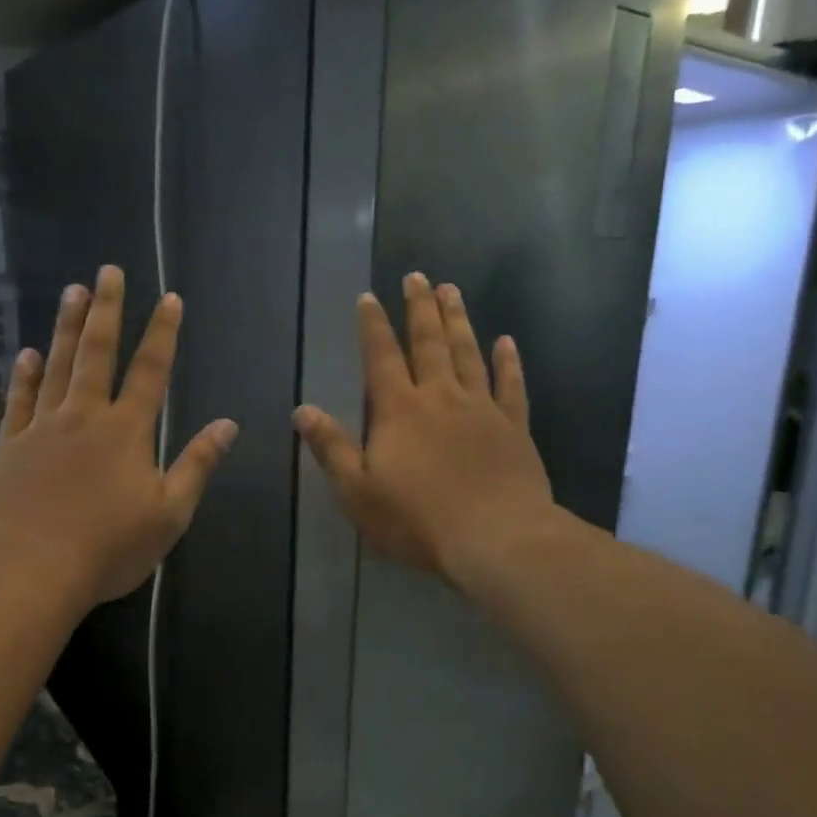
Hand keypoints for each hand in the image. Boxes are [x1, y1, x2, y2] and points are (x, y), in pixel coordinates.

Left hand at [0, 266, 237, 609]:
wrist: (30, 571)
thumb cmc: (109, 548)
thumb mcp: (170, 513)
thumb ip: (197, 465)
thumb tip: (227, 425)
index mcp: (127, 432)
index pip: (151, 371)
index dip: (163, 333)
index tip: (169, 298)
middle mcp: (84, 417)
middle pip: (98, 354)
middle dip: (108, 310)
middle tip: (109, 271)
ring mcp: (42, 429)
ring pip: (58, 366)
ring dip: (68, 327)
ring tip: (73, 291)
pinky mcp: (9, 448)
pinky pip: (18, 402)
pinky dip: (24, 376)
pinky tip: (27, 353)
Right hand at [294, 272, 554, 583]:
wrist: (497, 539)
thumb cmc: (418, 520)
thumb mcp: (358, 491)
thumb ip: (332, 448)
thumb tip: (302, 410)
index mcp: (399, 410)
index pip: (381, 357)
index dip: (373, 326)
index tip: (369, 297)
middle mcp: (441, 397)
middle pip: (429, 342)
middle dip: (420, 307)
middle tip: (418, 276)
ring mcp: (482, 408)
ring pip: (468, 353)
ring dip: (458, 321)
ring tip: (452, 291)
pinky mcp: (514, 427)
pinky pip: (511, 385)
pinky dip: (508, 362)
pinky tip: (506, 342)